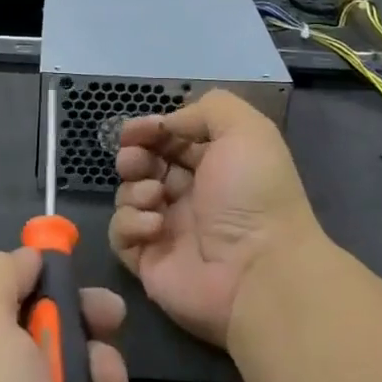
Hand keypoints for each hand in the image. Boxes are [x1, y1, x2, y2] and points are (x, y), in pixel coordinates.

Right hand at [110, 89, 323, 346]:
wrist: (259, 272)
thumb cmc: (254, 194)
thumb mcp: (246, 130)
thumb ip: (207, 109)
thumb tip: (167, 124)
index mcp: (214, 164)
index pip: (170, 139)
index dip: (150, 129)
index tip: (137, 130)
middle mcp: (190, 194)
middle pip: (144, 164)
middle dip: (134, 155)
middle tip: (137, 160)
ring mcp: (168, 229)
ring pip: (128, 195)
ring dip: (134, 188)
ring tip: (155, 195)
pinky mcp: (148, 260)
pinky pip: (121, 234)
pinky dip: (131, 223)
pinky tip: (156, 226)